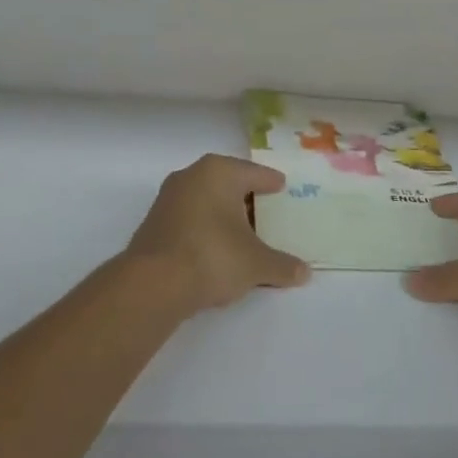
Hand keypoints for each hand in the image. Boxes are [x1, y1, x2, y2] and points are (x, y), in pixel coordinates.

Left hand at [123, 155, 309, 313]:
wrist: (153, 284)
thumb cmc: (213, 257)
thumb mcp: (257, 264)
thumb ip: (282, 265)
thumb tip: (304, 272)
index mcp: (219, 172)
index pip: (254, 173)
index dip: (271, 182)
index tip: (282, 187)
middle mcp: (191, 176)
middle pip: (228, 183)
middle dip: (246, 197)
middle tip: (266, 210)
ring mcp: (168, 198)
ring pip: (206, 200)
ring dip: (223, 213)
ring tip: (243, 232)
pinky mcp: (154, 223)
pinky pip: (190, 218)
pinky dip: (206, 227)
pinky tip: (217, 247)